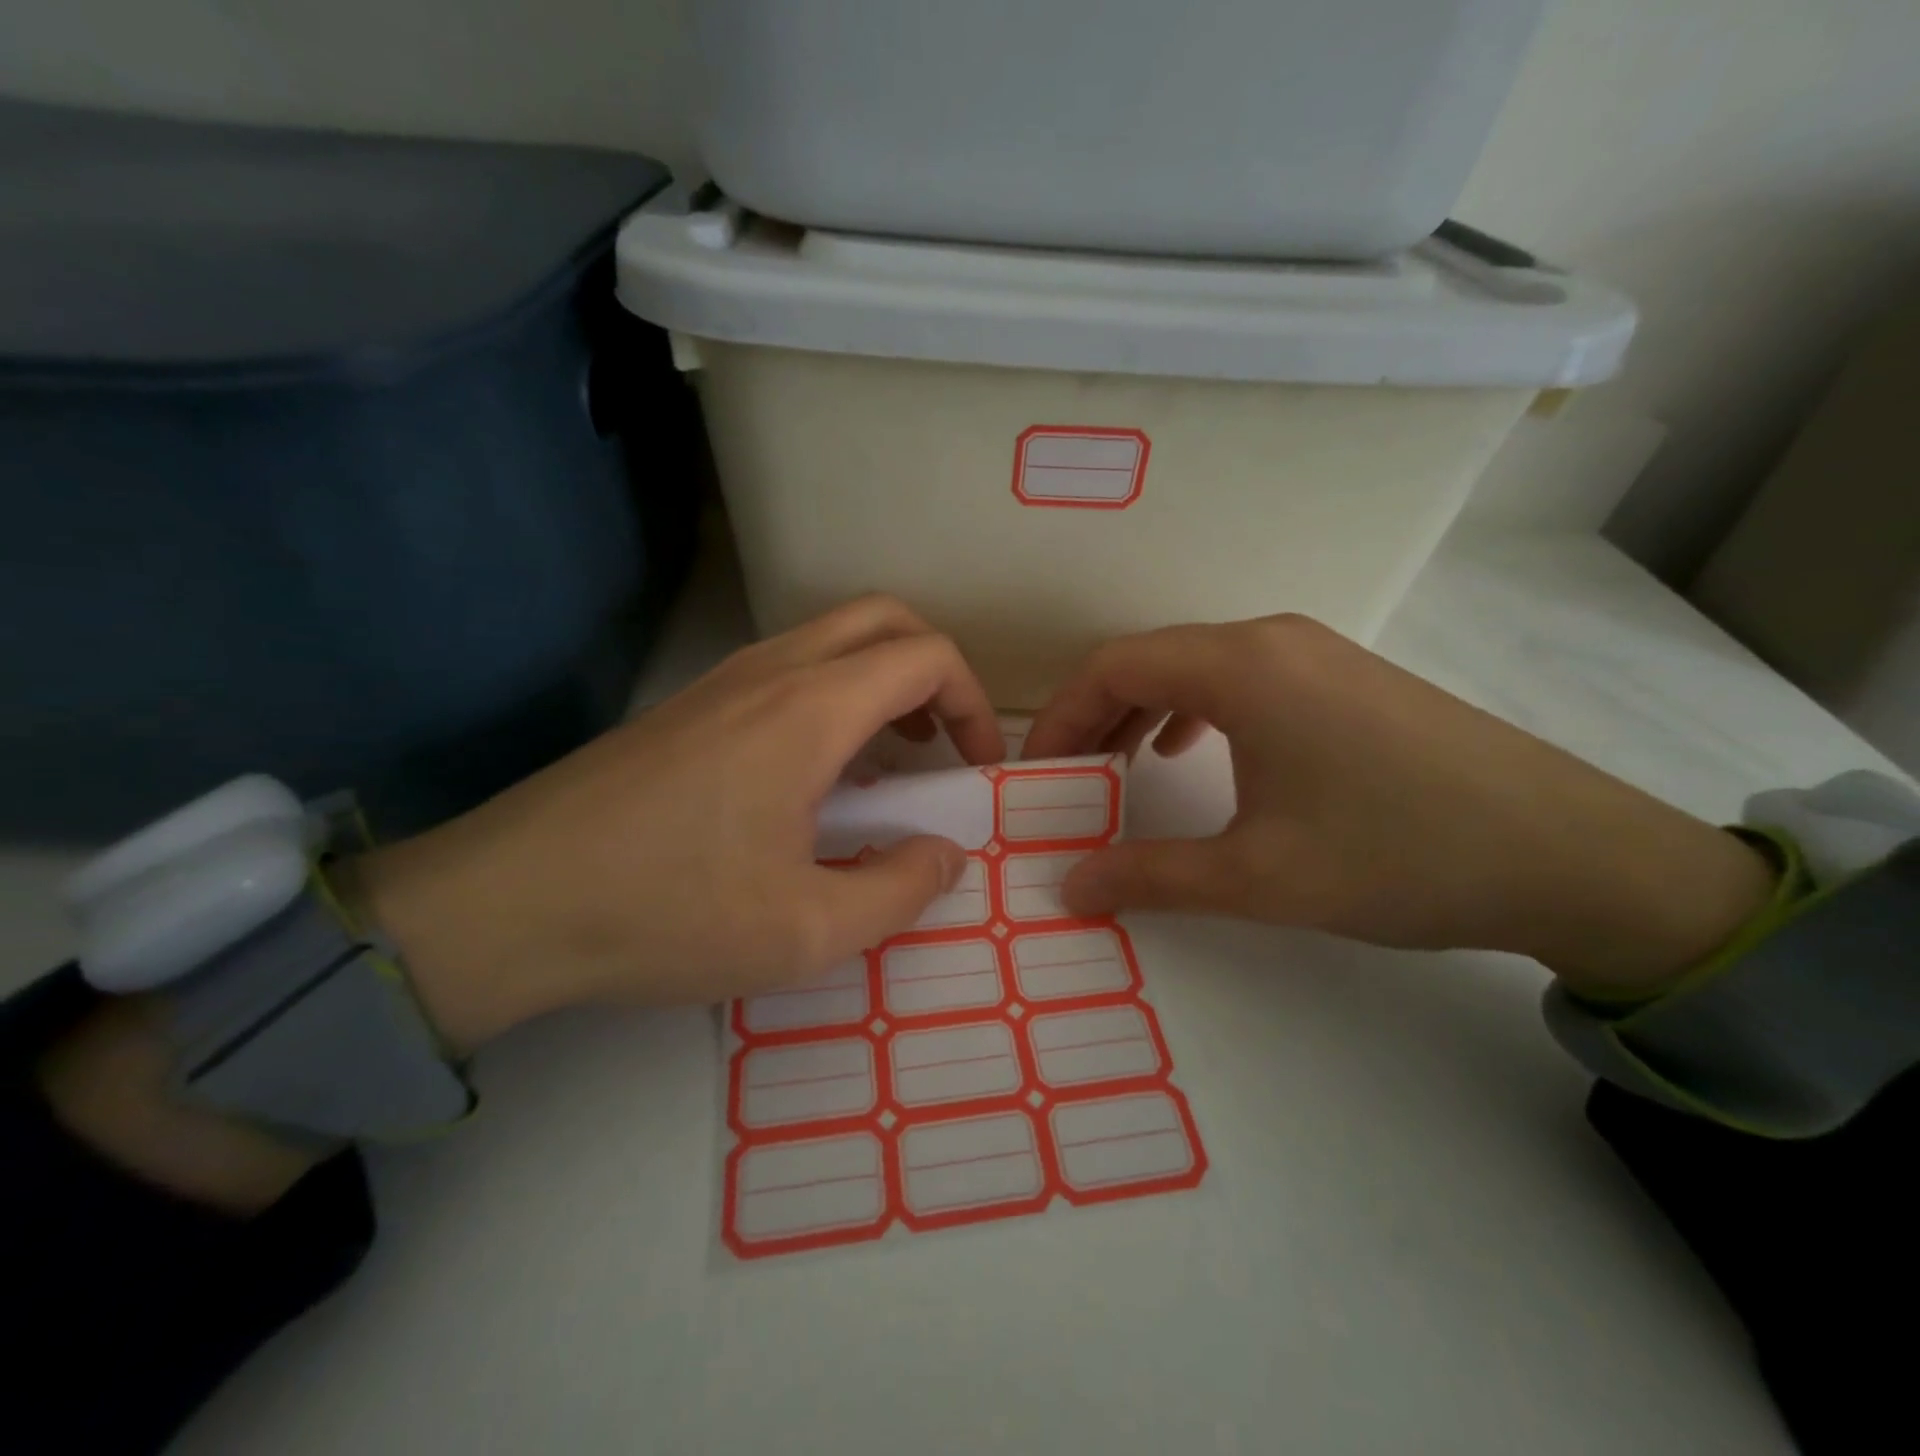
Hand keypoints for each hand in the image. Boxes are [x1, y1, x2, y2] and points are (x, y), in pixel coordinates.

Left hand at [353, 596, 1003, 1051]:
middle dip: (933, 670)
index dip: (973, 703)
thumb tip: (946, 855)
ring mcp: (721, 680)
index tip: (976, 767)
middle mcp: (770, 671)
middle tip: (939, 743)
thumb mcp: (805, 930)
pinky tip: (815, 776)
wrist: (504, 904)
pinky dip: (833, 696)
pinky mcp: (688, 705)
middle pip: (883, 619)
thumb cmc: (665, 914)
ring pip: (831, 638)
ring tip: (888, 761)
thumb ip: (899, 891)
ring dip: (880, 681)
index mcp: (810, 711)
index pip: (926, 657)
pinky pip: (788, 669)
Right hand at [1022, 615, 1775, 996]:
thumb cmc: (1397, 856)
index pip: (1112, 666)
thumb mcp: (1256, 876)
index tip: (1038, 774)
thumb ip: (1149, 875)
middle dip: (1095, 717)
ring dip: (1143, 712)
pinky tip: (1193, 753)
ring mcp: (1313, 652)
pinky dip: (1194, 710)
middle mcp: (1271, 639)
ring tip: (1117, 768)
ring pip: (1195, 667)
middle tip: (1068, 779)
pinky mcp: (1344, 677)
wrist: (1572, 856)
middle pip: (1149, 659)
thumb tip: (1068, 887)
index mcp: (1241, 667)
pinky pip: (1241, 679)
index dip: (1061, 717)